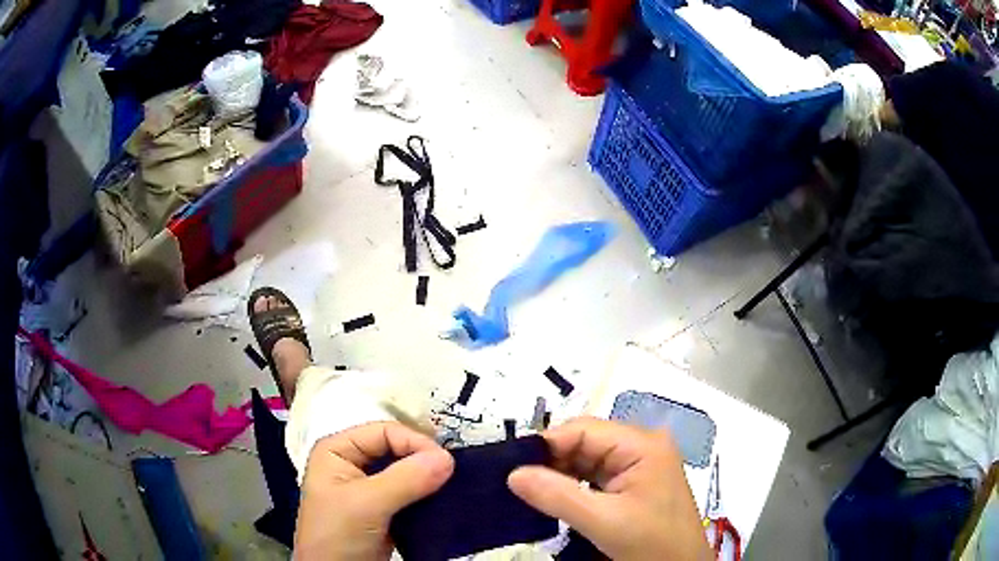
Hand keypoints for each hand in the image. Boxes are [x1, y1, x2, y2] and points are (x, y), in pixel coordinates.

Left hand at [293, 422, 453, 559]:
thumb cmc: (338, 534)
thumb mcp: (366, 504)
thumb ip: (405, 480)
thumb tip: (448, 458)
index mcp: (338, 450)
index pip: (384, 431)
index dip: (414, 442)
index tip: (445, 463)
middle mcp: (352, 463)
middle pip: (396, 449)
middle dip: (423, 459)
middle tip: (452, 474)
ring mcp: (368, 488)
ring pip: (405, 472)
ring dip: (428, 478)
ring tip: (452, 486)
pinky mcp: (383, 510)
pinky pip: (410, 493)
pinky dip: (427, 495)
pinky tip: (442, 500)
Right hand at [508, 417, 710, 560]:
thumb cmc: (651, 543)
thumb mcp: (603, 521)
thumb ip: (557, 496)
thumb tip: (513, 474)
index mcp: (642, 445)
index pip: (585, 430)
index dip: (548, 444)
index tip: (513, 466)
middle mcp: (642, 447)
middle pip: (585, 443)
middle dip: (552, 462)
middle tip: (518, 483)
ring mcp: (639, 465)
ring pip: (588, 460)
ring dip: (561, 475)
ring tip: (530, 492)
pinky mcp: (634, 483)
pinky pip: (596, 476)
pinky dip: (574, 486)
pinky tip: (556, 498)